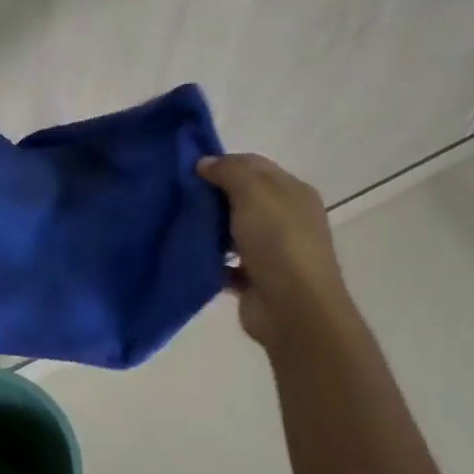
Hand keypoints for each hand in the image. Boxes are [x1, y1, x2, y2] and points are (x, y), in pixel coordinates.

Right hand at [197, 154, 351, 351]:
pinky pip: (227, 263)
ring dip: (210, 228)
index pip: (254, 165)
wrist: (294, 310)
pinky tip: (190, 255)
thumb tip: (205, 163)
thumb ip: (229, 171)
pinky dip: (211, 260)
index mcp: (293, 193)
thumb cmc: (278, 242)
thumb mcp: (254, 193)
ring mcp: (273, 252)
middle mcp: (287, 219)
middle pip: (243, 197)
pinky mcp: (257, 280)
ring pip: (234, 230)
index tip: (189, 169)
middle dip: (213, 195)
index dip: (223, 163)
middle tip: (178, 195)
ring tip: (178, 223)